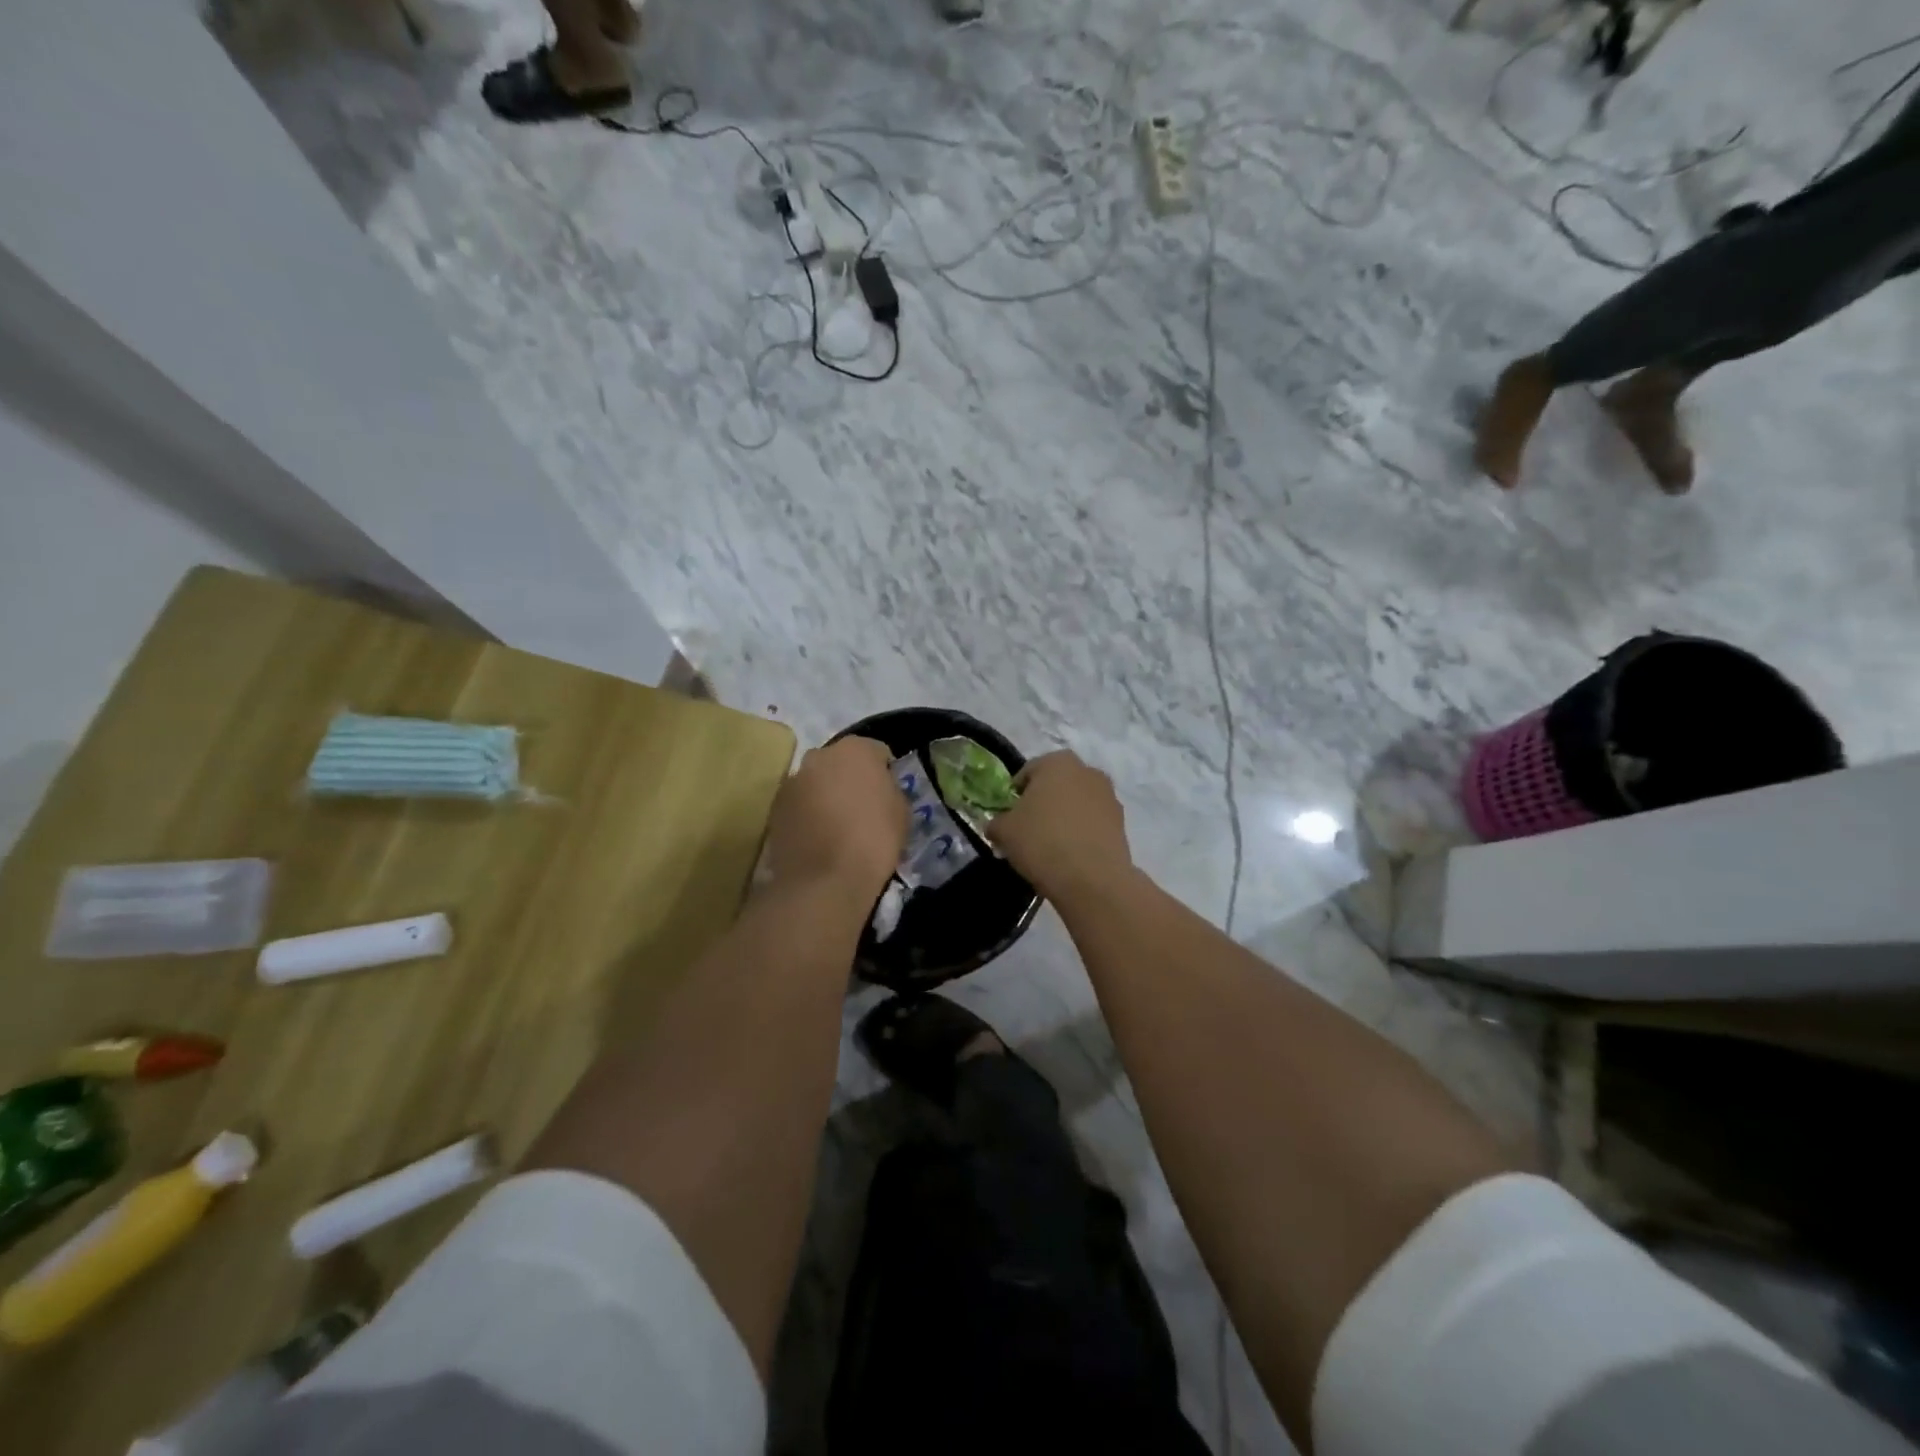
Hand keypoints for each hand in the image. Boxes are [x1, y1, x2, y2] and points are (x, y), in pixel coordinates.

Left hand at [763, 737, 908, 899]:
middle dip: (849, 778)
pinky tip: (818, 839)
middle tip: (860, 808)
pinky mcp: (775, 808)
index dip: (884, 772)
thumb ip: (889, 789)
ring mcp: (792, 781)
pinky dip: (807, 815)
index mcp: (855, 749)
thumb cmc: (873, 840)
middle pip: (840, 762)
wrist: (825, 881)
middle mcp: (819, 756)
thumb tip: (879, 789)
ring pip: (816, 782)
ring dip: (825, 795)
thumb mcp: (901, 812)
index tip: (887, 794)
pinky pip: (799, 805)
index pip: (876, 751)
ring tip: (837, 827)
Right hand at [987, 751, 1135, 908]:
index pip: (1028, 772)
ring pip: (1077, 803)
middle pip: (1056, 785)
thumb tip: (996, 826)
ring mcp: (1109, 796)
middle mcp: (1087, 771)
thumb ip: (996, 822)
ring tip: (1051, 846)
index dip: (1015, 795)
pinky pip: (1093, 822)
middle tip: (1029, 830)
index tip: (1009, 817)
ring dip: (1065, 817)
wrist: (1091, 878)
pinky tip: (1070, 855)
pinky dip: (1082, 832)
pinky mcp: (1121, 823)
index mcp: (1057, 762)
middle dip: (1043, 802)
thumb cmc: (1042, 841)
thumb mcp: (1004, 831)